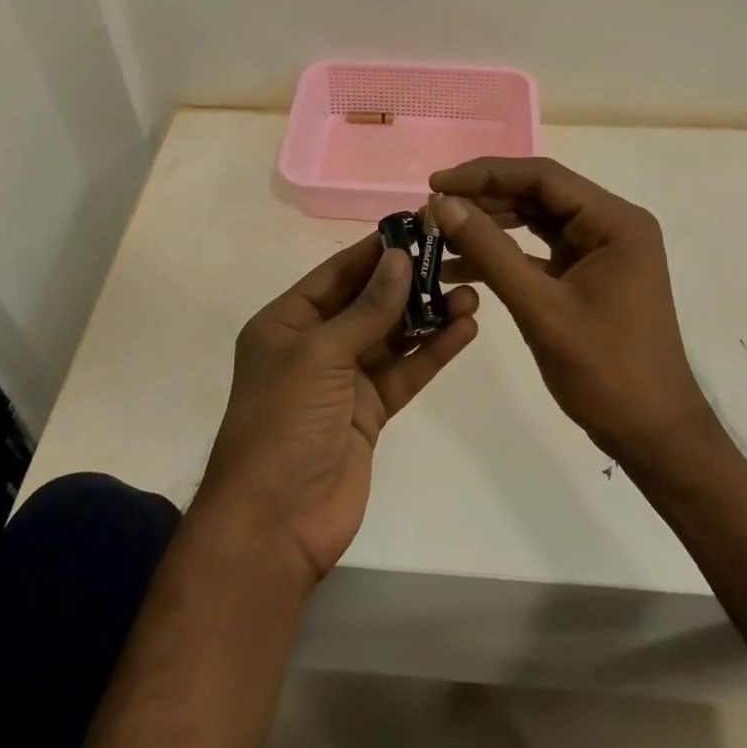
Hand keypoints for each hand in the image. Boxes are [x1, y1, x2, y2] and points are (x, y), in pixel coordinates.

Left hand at [198, 235, 478, 581]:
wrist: (276, 521)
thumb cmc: (284, 422)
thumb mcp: (320, 354)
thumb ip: (367, 308)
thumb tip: (400, 257)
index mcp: (286, 323)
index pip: (337, 274)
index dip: (376, 250)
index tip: (417, 226)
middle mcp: (314, 345)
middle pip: (368, 302)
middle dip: (409, 282)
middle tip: (455, 257)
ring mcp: (344, 381)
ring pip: (392, 337)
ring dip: (428, 315)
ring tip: (471, 292)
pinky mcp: (370, 412)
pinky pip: (405, 372)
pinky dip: (432, 352)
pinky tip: (464, 329)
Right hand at [429, 157, 712, 463]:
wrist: (652, 434)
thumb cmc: (605, 371)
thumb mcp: (540, 307)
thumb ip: (490, 251)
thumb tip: (442, 204)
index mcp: (615, 222)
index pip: (542, 178)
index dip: (485, 175)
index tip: (435, 183)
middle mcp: (611, 226)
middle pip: (538, 196)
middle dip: (483, 201)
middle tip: (431, 211)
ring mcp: (600, 252)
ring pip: (535, 223)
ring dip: (489, 228)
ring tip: (438, 235)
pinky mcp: (588, 277)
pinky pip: (539, 253)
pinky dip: (503, 257)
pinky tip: (459, 267)